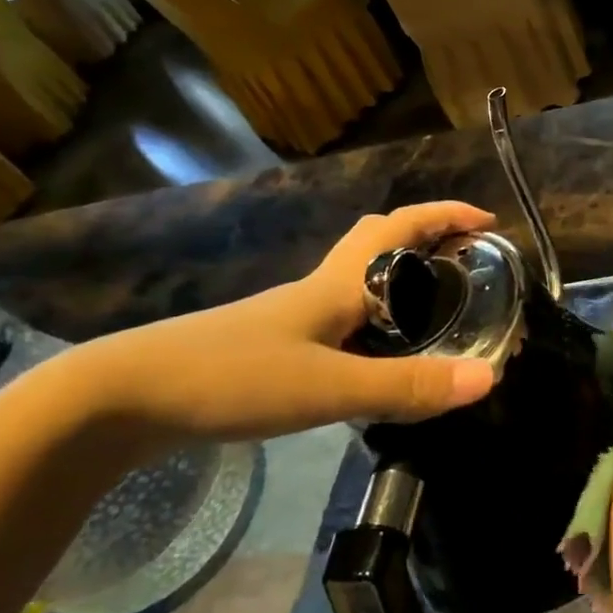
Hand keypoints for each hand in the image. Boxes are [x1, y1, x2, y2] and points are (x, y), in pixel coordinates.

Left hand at [79, 203, 498, 443]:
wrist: (125, 398)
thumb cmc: (231, 377)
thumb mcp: (328, 386)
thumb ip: (406, 385)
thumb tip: (487, 378)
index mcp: (336, 285)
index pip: (399, 228)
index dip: (445, 215)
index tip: (487, 221)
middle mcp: (318, 291)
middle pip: (378, 244)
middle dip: (426, 240)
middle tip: (465, 263)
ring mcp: (293, 319)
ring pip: (360, 284)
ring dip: (401, 282)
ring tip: (438, 312)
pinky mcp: (275, 348)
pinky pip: (342, 320)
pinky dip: (375, 324)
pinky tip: (380, 357)